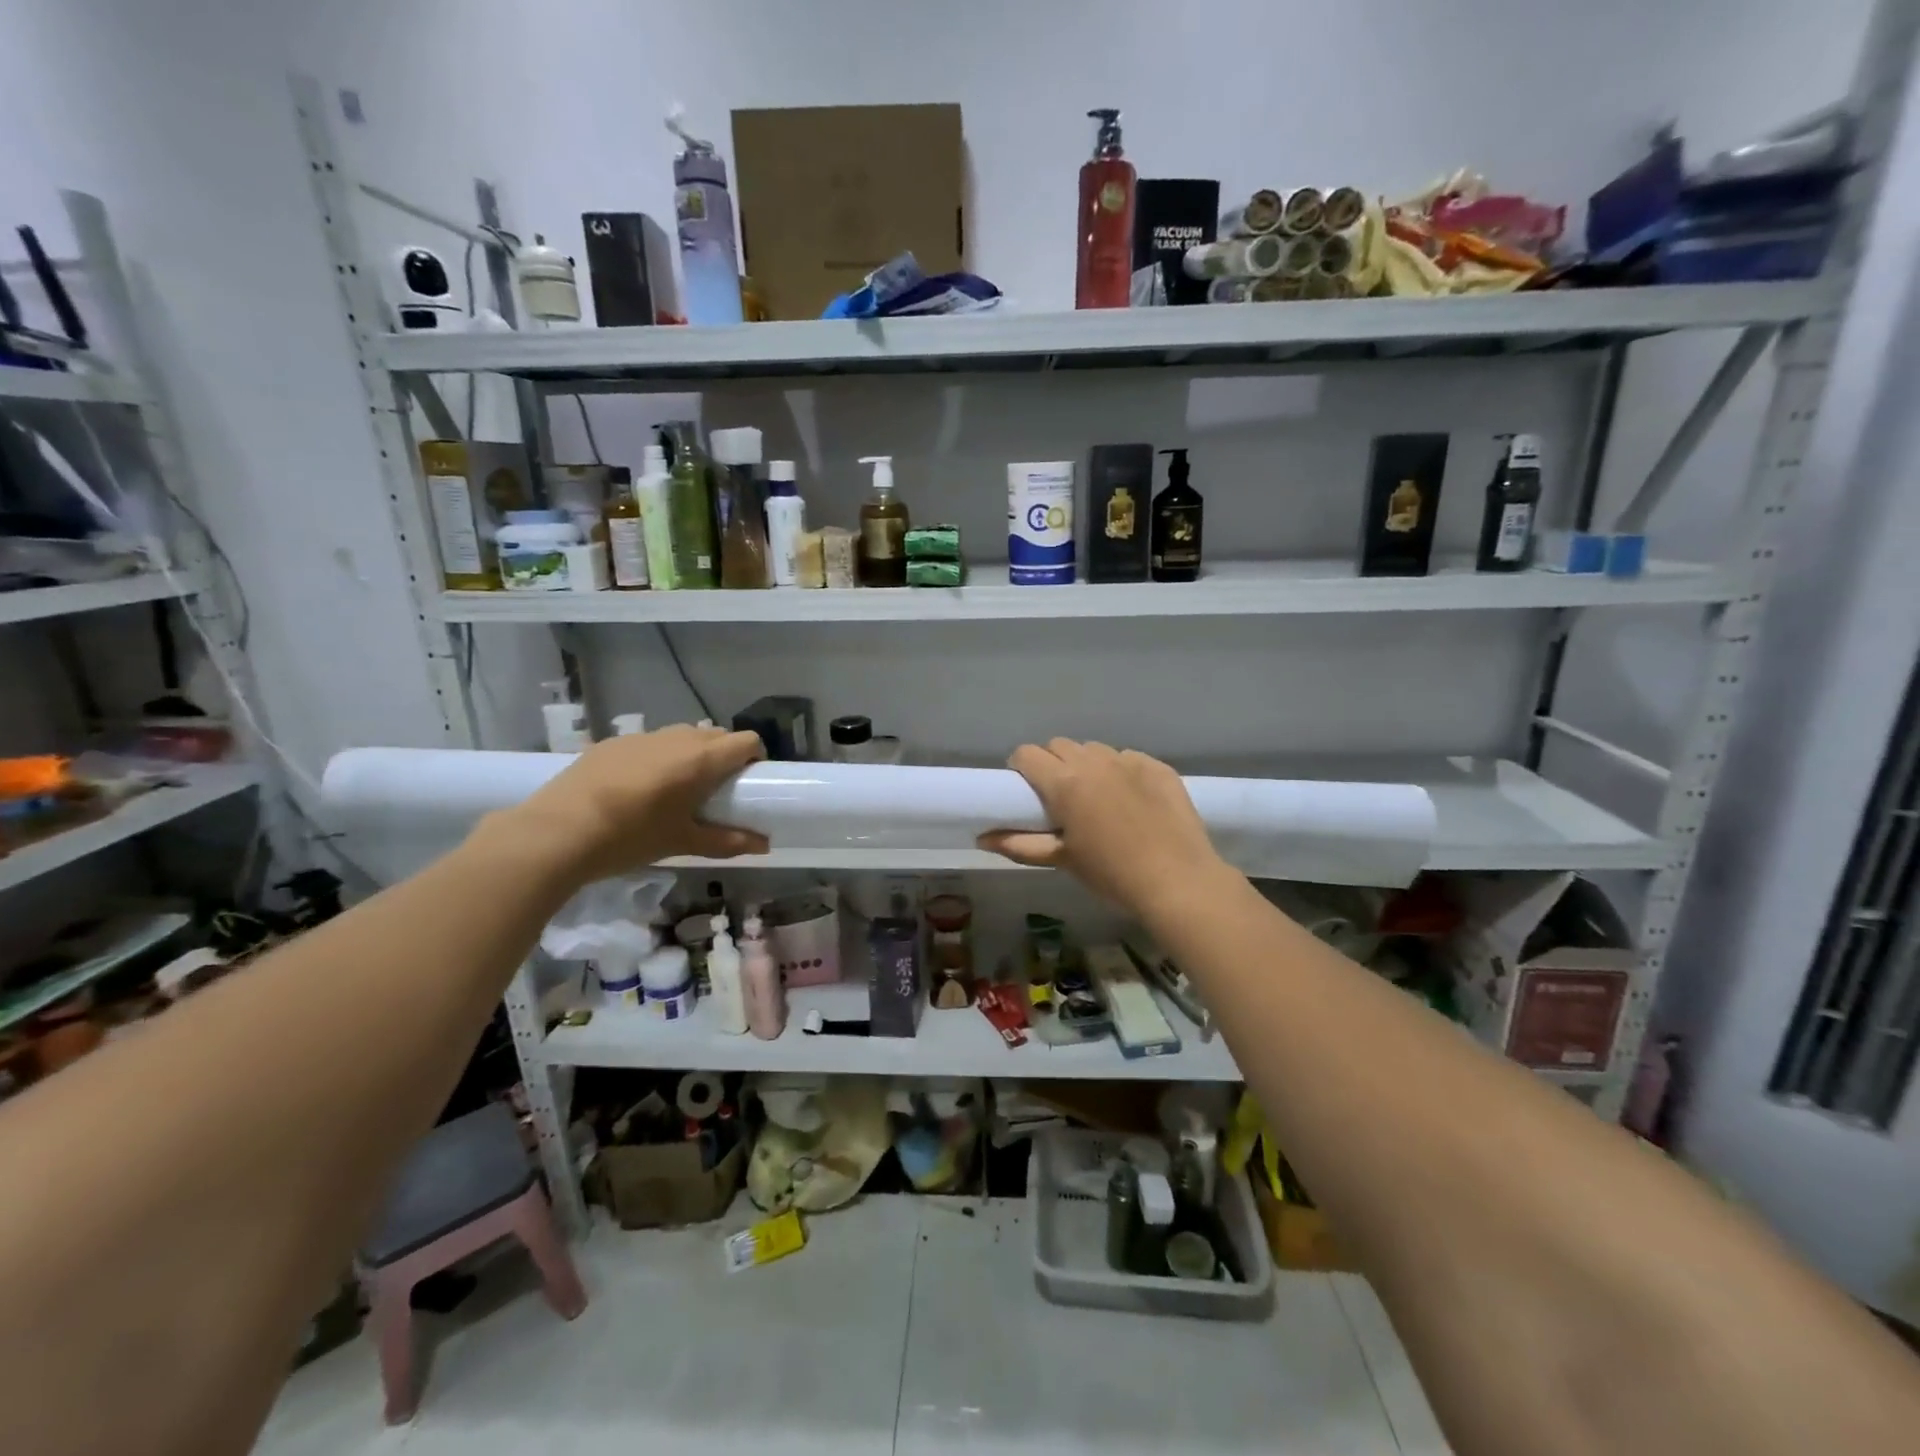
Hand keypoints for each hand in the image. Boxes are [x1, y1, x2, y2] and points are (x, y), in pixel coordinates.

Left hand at [505, 725, 768, 882]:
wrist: (555, 833)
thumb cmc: (630, 838)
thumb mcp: (683, 843)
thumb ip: (728, 841)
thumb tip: (764, 845)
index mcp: (701, 759)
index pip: (747, 741)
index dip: (754, 758)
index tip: (749, 783)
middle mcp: (676, 738)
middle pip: (716, 735)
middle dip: (724, 756)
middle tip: (716, 791)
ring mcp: (641, 736)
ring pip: (682, 736)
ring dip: (691, 754)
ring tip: (676, 789)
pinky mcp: (611, 743)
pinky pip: (649, 743)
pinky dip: (657, 758)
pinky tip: (637, 789)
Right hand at [978, 739, 1226, 913]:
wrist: (1178, 880)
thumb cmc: (1111, 874)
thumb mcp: (1062, 860)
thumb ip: (1019, 844)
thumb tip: (982, 837)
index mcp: (1064, 783)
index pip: (1027, 754)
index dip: (1021, 768)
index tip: (1026, 790)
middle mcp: (1094, 762)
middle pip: (1059, 746)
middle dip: (1052, 764)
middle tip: (1060, 796)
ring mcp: (1129, 760)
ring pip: (1094, 749)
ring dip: (1087, 765)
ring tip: (1097, 797)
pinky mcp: (1158, 766)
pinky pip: (1128, 758)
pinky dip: (1121, 772)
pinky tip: (1132, 800)